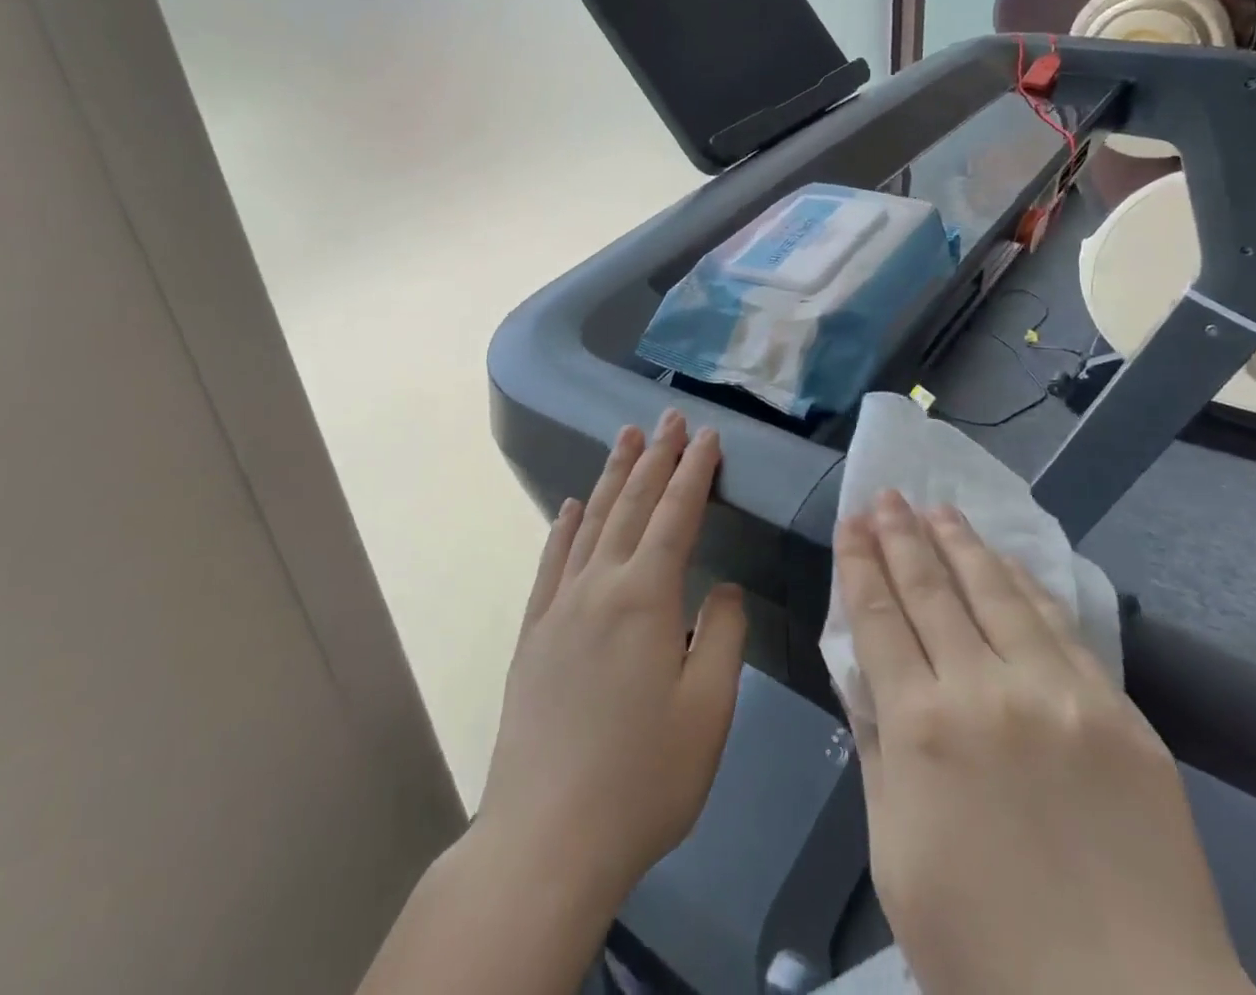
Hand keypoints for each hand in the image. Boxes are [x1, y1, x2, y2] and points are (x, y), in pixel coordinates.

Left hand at [478, 409, 747, 910]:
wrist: (546, 837)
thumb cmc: (643, 778)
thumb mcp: (708, 710)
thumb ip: (721, 635)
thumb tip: (720, 585)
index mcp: (645, 597)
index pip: (676, 514)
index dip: (694, 471)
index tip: (707, 434)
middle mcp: (598, 585)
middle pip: (631, 505)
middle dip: (655, 457)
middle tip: (668, 417)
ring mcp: (559, 606)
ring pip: (591, 522)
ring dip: (612, 476)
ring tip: (626, 438)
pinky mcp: (534, 633)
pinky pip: (551, 562)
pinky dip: (564, 526)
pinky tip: (571, 506)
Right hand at [838, 492, 1250, 994]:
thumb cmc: (985, 950)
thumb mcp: (895, 854)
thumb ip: (877, 751)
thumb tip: (865, 675)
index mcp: (919, 727)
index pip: (878, 616)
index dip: (859, 563)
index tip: (850, 522)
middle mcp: (983, 690)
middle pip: (930, 589)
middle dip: (901, 535)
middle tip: (887, 496)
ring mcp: (1056, 694)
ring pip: (995, 591)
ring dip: (960, 543)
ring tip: (937, 508)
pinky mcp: (1116, 710)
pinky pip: (1059, 626)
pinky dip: (1025, 584)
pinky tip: (1006, 560)